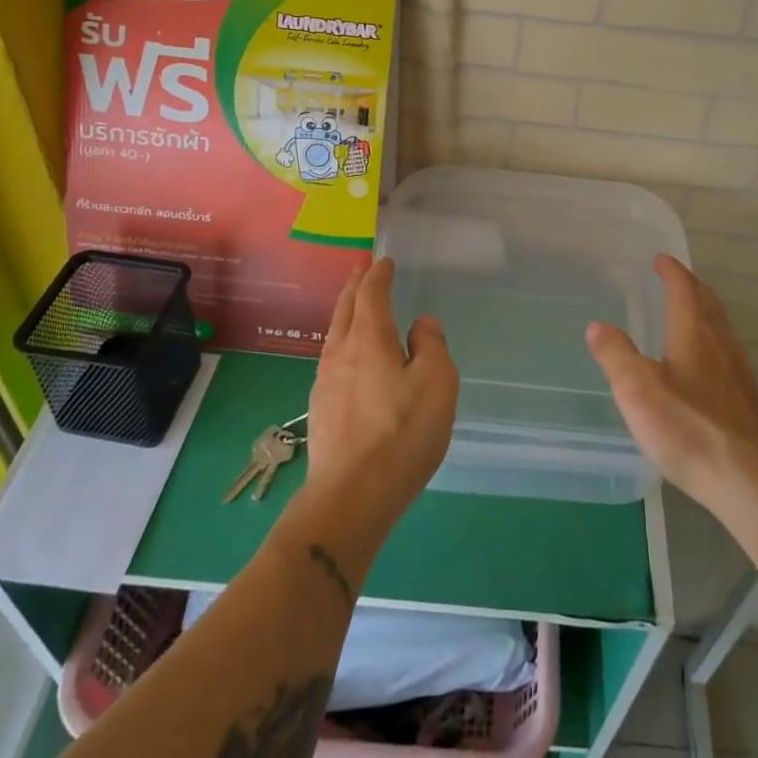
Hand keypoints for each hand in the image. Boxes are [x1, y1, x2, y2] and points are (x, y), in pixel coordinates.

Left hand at [304, 258, 458, 536]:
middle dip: (355, 286)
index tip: (384, 262)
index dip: (378, 275)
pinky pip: (332, 358)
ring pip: (334, 334)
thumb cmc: (401, 434)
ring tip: (354, 306)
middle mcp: (341, 353)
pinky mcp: (321, 409)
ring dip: (345, 312)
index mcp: (370, 339)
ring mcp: (325, 382)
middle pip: (345, 309)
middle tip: (362, 270)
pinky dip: (342, 341)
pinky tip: (348, 357)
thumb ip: (431, 346)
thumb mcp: (437, 384)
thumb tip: (421, 324)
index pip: (371, 295)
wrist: (350, 496)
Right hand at [587, 255, 757, 511]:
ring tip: (689, 314)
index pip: (684, 289)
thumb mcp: (638, 390)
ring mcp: (738, 372)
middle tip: (676, 279)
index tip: (661, 260)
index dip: (672, 272)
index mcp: (694, 333)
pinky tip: (705, 365)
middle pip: (708, 304)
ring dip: (705, 312)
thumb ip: (616, 355)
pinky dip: (712, 341)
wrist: (750, 479)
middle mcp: (720, 344)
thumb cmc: (689, 428)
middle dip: (691, 287)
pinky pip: (727, 353)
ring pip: (721, 328)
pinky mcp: (746, 400)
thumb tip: (597, 326)